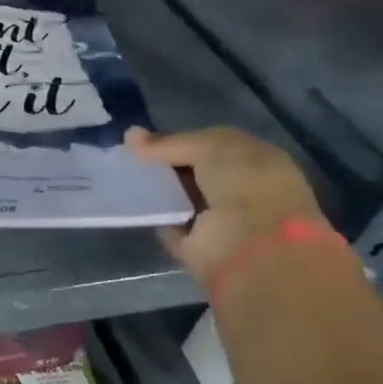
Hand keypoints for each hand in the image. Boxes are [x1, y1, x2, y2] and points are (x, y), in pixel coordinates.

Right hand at [125, 126, 328, 291]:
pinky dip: (155, 218)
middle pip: (195, 172)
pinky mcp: (201, 248)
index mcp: (257, 162)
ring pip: (182, 198)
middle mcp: (243, 190)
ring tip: (125, 178)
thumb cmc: (244, 185)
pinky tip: (134, 204)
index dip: (181, 141)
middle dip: (165, 165)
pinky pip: (171, 226)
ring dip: (158, 190)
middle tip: (129, 158)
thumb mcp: (209, 146)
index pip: (213, 146)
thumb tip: (130, 135)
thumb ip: (169, 142)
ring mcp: (223, 221)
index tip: (145, 141)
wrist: (254, 247)